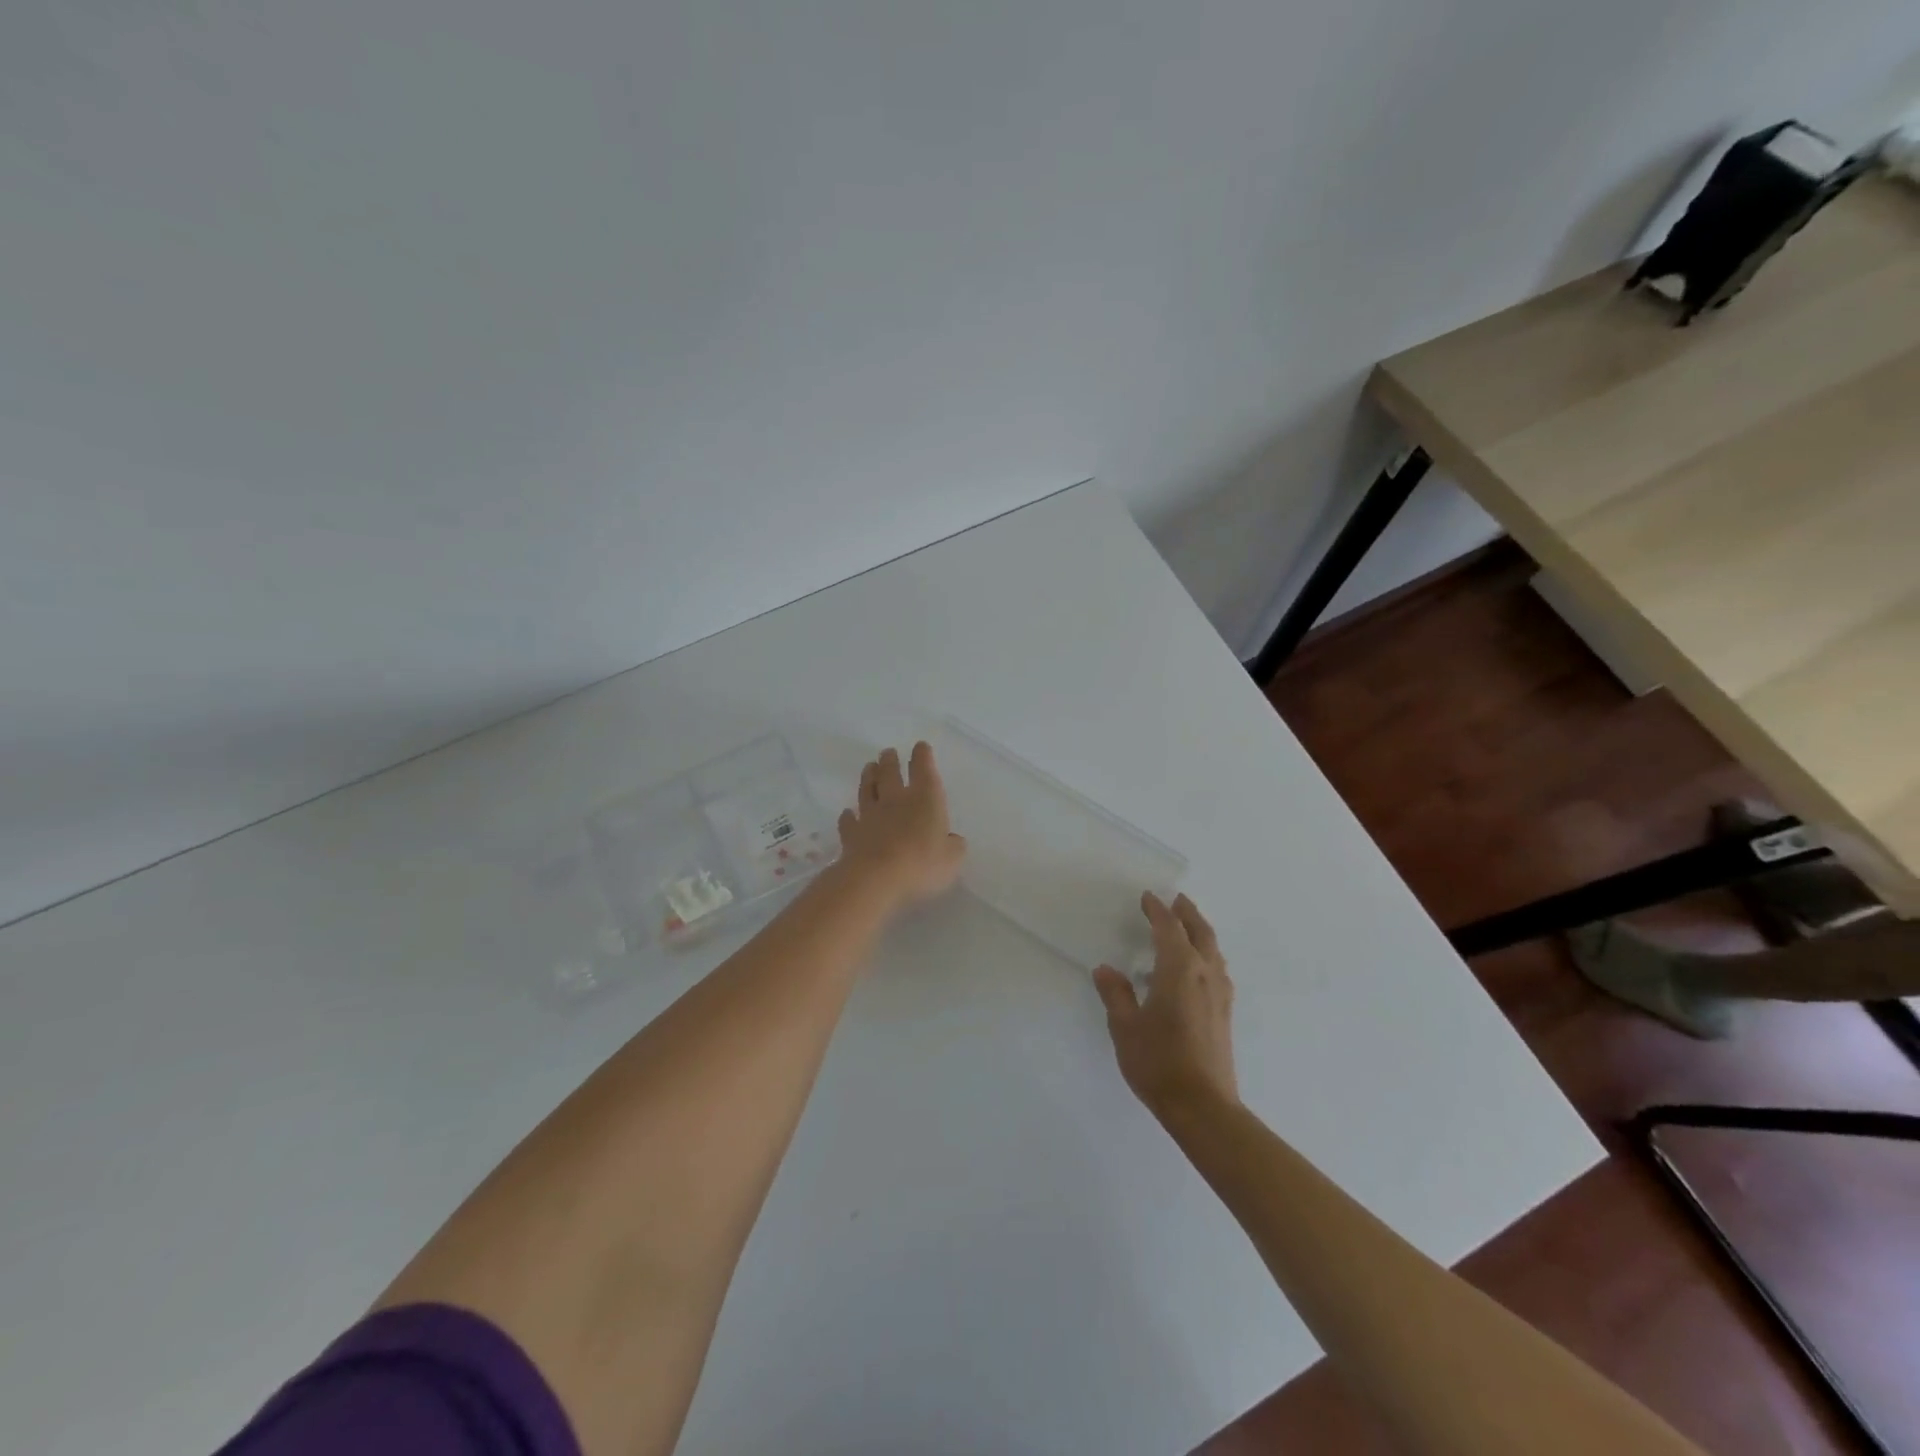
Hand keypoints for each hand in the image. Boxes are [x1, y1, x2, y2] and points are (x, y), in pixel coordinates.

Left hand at [836, 743, 966, 909]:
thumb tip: (952, 840)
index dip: (923, 756)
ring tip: (869, 766)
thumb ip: (954, 846)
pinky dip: (848, 816)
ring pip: (867, 789)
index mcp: (925, 799)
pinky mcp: (851, 834)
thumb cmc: (921, 863)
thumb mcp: (952, 859)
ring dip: (868, 777)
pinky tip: (848, 813)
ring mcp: (870, 815)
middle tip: (888, 752)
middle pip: (890, 773)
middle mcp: (896, 800)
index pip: (924, 770)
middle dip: (891, 760)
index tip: (920, 746)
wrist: (875, 878)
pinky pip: (849, 820)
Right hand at [1093, 893, 1238, 1119]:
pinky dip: (1206, 954)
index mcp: (1179, 969)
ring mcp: (1220, 993)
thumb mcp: (1125, 1027)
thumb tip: (1106, 970)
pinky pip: (1217, 968)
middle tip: (1175, 900)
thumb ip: (1116, 994)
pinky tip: (1194, 969)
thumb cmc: (1159, 1061)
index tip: (1147, 898)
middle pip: (1200, 932)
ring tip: (1185, 928)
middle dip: (1187, 913)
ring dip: (1199, 932)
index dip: (1157, 910)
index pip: (1169, 928)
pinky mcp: (1225, 1012)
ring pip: (1213, 950)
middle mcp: (1205, 974)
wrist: (1203, 1106)